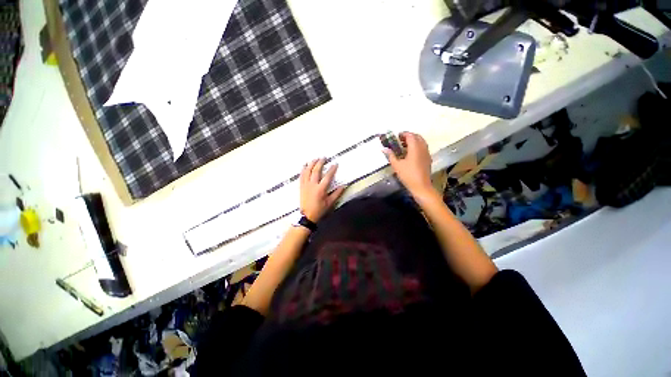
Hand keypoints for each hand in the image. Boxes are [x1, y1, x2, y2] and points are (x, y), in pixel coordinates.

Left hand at [300, 158, 345, 222]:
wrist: (307, 215)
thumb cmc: (319, 209)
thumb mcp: (330, 203)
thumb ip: (337, 193)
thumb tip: (344, 186)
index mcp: (321, 189)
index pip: (327, 176)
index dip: (332, 169)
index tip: (335, 164)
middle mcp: (312, 185)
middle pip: (316, 171)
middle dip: (320, 163)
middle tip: (324, 158)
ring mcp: (306, 185)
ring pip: (308, 171)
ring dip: (311, 164)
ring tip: (315, 159)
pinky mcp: (301, 186)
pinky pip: (301, 175)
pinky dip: (303, 169)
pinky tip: (305, 165)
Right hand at [383, 132, 434, 198]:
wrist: (421, 186)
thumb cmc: (408, 175)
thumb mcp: (396, 165)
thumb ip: (390, 155)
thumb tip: (384, 149)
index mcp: (415, 148)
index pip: (410, 136)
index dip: (404, 134)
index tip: (397, 136)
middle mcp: (422, 148)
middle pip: (417, 137)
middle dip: (409, 136)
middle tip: (400, 140)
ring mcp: (427, 153)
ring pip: (421, 142)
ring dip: (413, 141)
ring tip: (404, 146)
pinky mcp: (428, 159)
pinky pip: (423, 148)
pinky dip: (417, 146)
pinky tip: (410, 153)